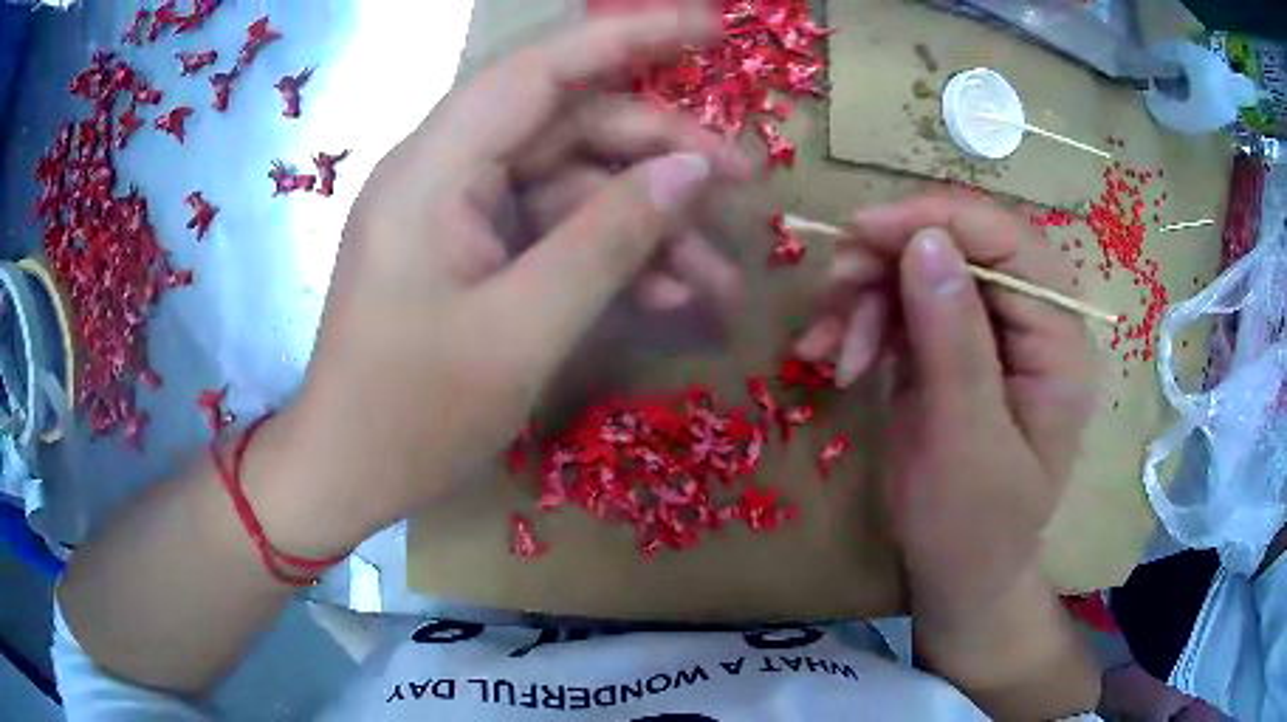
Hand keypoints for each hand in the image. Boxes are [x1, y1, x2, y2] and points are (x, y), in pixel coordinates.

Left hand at [273, 6, 749, 555]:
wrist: (350, 474)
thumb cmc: (413, 416)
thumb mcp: (523, 331)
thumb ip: (609, 240)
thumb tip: (692, 170)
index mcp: (435, 170)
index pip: (540, 70)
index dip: (628, 38)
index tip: (710, 27)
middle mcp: (446, 174)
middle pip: (569, 129)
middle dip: (661, 154)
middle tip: (745, 186)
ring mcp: (460, 215)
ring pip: (572, 188)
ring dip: (649, 226)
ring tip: (721, 278)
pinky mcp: (473, 254)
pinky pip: (554, 234)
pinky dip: (612, 261)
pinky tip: (672, 298)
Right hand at [796, 194, 1099, 714]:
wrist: (957, 575)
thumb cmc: (974, 528)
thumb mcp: (966, 445)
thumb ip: (955, 344)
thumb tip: (927, 241)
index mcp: (1058, 343)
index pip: (1010, 244)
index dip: (939, 220)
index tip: (862, 231)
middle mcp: (1029, 324)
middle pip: (962, 246)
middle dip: (891, 258)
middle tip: (835, 287)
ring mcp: (986, 332)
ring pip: (921, 268)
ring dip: (866, 295)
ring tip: (829, 347)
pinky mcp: (949, 347)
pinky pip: (900, 304)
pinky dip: (860, 320)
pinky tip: (835, 358)